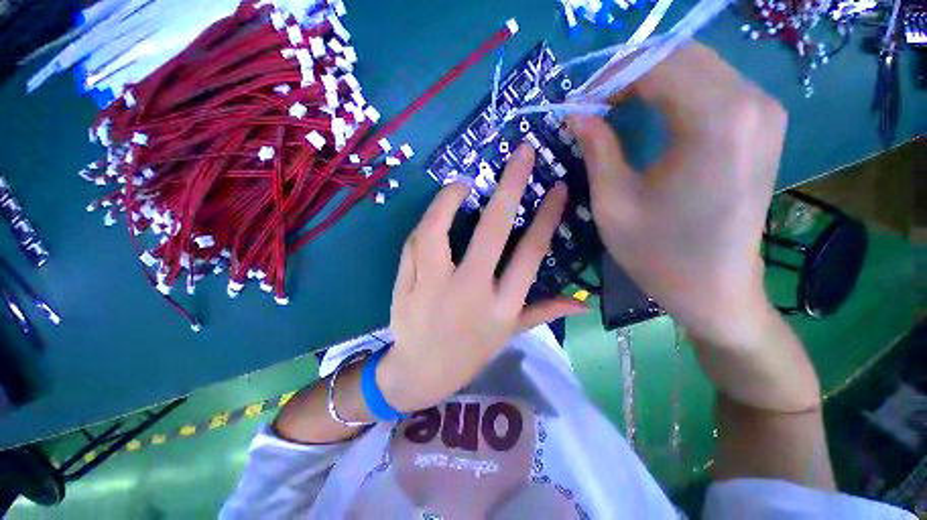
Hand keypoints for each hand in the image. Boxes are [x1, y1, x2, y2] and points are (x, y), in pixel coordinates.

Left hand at [378, 145, 587, 411]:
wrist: (420, 373)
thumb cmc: (468, 353)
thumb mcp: (509, 335)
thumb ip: (543, 312)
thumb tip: (583, 302)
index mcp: (501, 307)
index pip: (531, 253)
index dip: (546, 217)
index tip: (556, 186)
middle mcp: (470, 292)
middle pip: (492, 231)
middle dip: (510, 186)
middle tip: (519, 153)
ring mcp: (433, 286)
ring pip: (439, 230)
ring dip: (450, 199)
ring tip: (463, 184)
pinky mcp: (406, 284)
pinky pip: (414, 243)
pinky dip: (427, 223)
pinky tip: (437, 214)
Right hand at [570, 43, 786, 349]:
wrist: (716, 289)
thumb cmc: (658, 253)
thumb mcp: (613, 202)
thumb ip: (597, 148)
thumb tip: (578, 114)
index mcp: (716, 122)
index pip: (657, 65)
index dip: (609, 79)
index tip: (578, 105)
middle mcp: (751, 103)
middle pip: (681, 55)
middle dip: (628, 73)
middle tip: (592, 105)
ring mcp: (764, 111)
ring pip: (697, 65)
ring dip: (649, 78)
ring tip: (613, 108)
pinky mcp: (762, 125)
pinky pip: (712, 84)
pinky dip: (674, 89)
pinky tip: (648, 113)